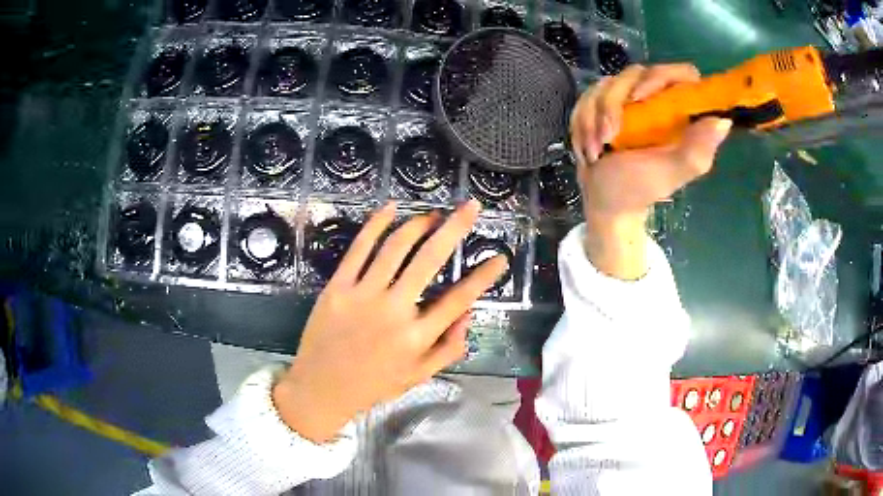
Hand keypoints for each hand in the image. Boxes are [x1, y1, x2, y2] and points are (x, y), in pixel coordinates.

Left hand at [273, 200, 507, 442]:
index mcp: (417, 338)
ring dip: (419, 223)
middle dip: (455, 228)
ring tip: (433, 215)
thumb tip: (469, 315)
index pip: (459, 299)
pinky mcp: (338, 287)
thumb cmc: (373, 385)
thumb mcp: (418, 376)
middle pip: (430, 259)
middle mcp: (394, 311)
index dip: (484, 276)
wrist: (321, 388)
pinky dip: (376, 224)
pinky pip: (359, 248)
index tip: (500, 257)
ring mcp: (363, 295)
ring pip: (396, 247)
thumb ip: (449, 349)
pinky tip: (391, 207)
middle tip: (470, 207)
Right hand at [569, 64, 731, 278]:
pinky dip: (582, 121)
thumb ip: (696, 150)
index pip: (682, 75)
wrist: (605, 201)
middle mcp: (657, 101)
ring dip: (594, 116)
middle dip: (613, 103)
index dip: (662, 77)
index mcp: (680, 114)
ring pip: (606, 83)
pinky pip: (588, 95)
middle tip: (610, 135)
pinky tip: (589, 145)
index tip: (641, 98)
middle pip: (635, 72)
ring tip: (597, 148)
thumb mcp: (670, 172)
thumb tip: (724, 120)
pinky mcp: (604, 104)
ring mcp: (628, 100)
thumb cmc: (639, 189)